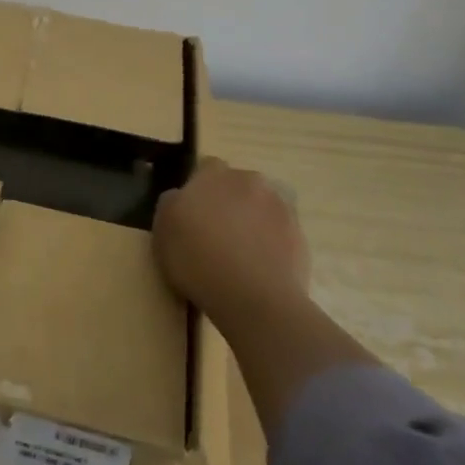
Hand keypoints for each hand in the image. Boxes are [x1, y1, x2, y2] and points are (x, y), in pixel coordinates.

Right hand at [153, 158, 307, 327]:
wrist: (253, 297)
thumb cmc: (197, 258)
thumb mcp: (162, 228)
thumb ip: (172, 202)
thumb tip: (181, 197)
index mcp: (215, 174)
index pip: (207, 167)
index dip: (199, 188)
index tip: (192, 212)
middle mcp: (250, 181)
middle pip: (238, 185)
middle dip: (229, 202)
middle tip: (216, 232)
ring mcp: (281, 208)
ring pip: (262, 208)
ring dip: (252, 221)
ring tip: (240, 254)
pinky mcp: (301, 238)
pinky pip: (280, 235)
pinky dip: (271, 245)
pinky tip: (259, 269)